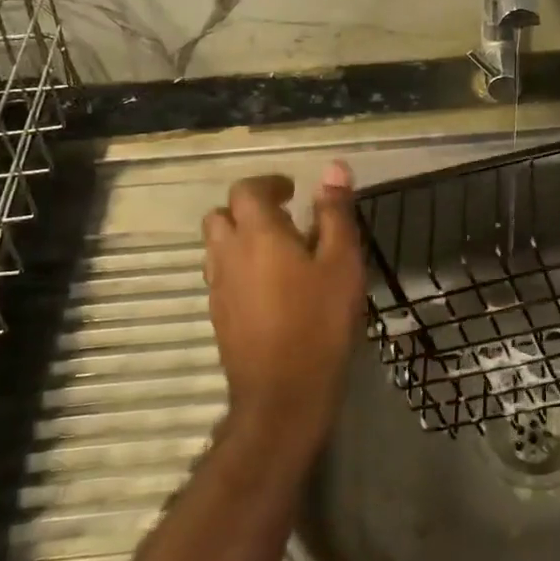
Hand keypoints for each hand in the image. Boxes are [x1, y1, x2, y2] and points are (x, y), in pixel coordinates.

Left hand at [202, 162, 365, 452]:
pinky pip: (222, 275)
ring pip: (217, 246)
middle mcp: (228, 254)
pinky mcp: (218, 315)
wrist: (283, 393)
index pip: (247, 190)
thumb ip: (335, 213)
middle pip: (222, 215)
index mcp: (258, 233)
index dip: (269, 184)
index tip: (293, 191)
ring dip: (241, 238)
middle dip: (248, 209)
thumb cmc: (320, 321)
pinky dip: (240, 267)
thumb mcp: (342, 262)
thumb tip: (334, 167)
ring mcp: (218, 287)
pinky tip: (270, 287)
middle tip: (284, 219)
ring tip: (278, 252)